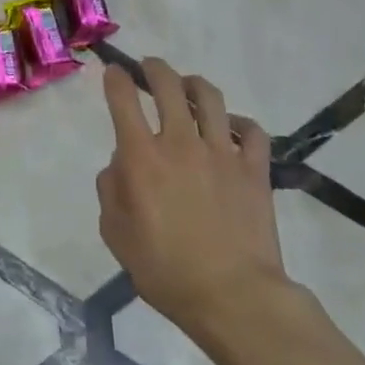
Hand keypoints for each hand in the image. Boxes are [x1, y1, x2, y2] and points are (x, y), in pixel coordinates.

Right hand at [97, 58, 289, 347]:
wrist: (232, 296)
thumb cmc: (165, 270)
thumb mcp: (116, 234)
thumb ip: (111, 190)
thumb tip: (120, 164)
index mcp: (141, 157)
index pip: (124, 99)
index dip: (116, 78)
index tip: (114, 71)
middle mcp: (180, 143)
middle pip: (168, 85)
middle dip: (154, 69)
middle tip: (149, 68)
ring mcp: (221, 153)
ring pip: (210, 98)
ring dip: (194, 85)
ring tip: (188, 88)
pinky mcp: (254, 169)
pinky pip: (251, 131)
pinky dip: (240, 122)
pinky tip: (231, 127)